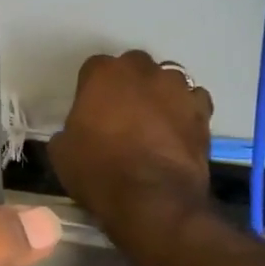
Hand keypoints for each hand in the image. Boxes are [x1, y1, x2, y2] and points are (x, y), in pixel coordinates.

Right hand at [48, 51, 214, 222]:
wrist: (152, 199)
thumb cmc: (99, 171)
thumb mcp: (62, 153)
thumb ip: (69, 130)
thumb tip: (77, 133)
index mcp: (103, 74)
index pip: (93, 68)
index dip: (91, 90)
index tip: (89, 112)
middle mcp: (142, 71)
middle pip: (133, 66)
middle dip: (128, 83)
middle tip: (121, 113)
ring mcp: (177, 88)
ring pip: (167, 79)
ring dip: (159, 94)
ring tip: (153, 122)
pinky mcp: (203, 111)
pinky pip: (193, 101)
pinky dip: (185, 111)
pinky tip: (177, 131)